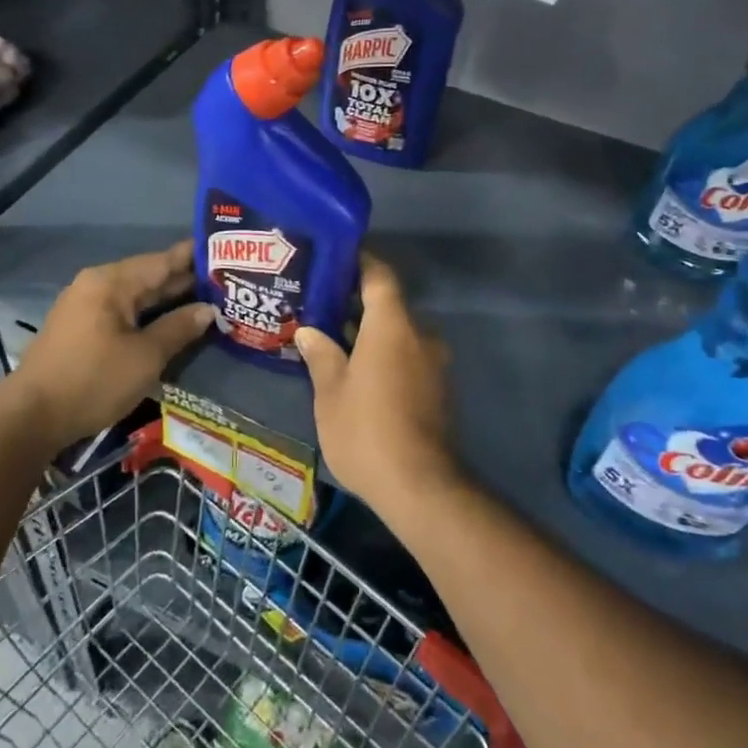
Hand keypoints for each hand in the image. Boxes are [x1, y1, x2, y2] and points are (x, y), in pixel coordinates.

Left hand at [2, 242, 213, 452]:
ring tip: (205, 300)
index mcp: (111, 282)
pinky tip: (168, 322)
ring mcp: (84, 306)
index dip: (194, 257)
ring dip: (166, 299)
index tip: (225, 250)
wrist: (30, 418)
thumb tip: (208, 309)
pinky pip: (121, 311)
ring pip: (135, 296)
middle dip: (184, 280)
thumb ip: (179, 328)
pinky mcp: (79, 328)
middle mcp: (96, 285)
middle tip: (224, 281)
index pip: (162, 260)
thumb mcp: (146, 357)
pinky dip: (147, 314)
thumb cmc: (93, 381)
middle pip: (148, 276)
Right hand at [294, 253, 456, 511]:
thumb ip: (321, 355)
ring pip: (398, 336)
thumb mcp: (331, 393)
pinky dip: (384, 357)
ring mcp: (434, 365)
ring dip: (370, 335)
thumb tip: (308, 330)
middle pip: (388, 306)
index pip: (379, 276)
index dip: (359, 262)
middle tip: (320, 307)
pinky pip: (408, 359)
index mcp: (393, 327)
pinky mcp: (438, 391)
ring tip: (333, 342)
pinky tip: (357, 374)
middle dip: (356, 305)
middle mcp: (420, 336)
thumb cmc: (367, 431)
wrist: (422, 488)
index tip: (335, 259)